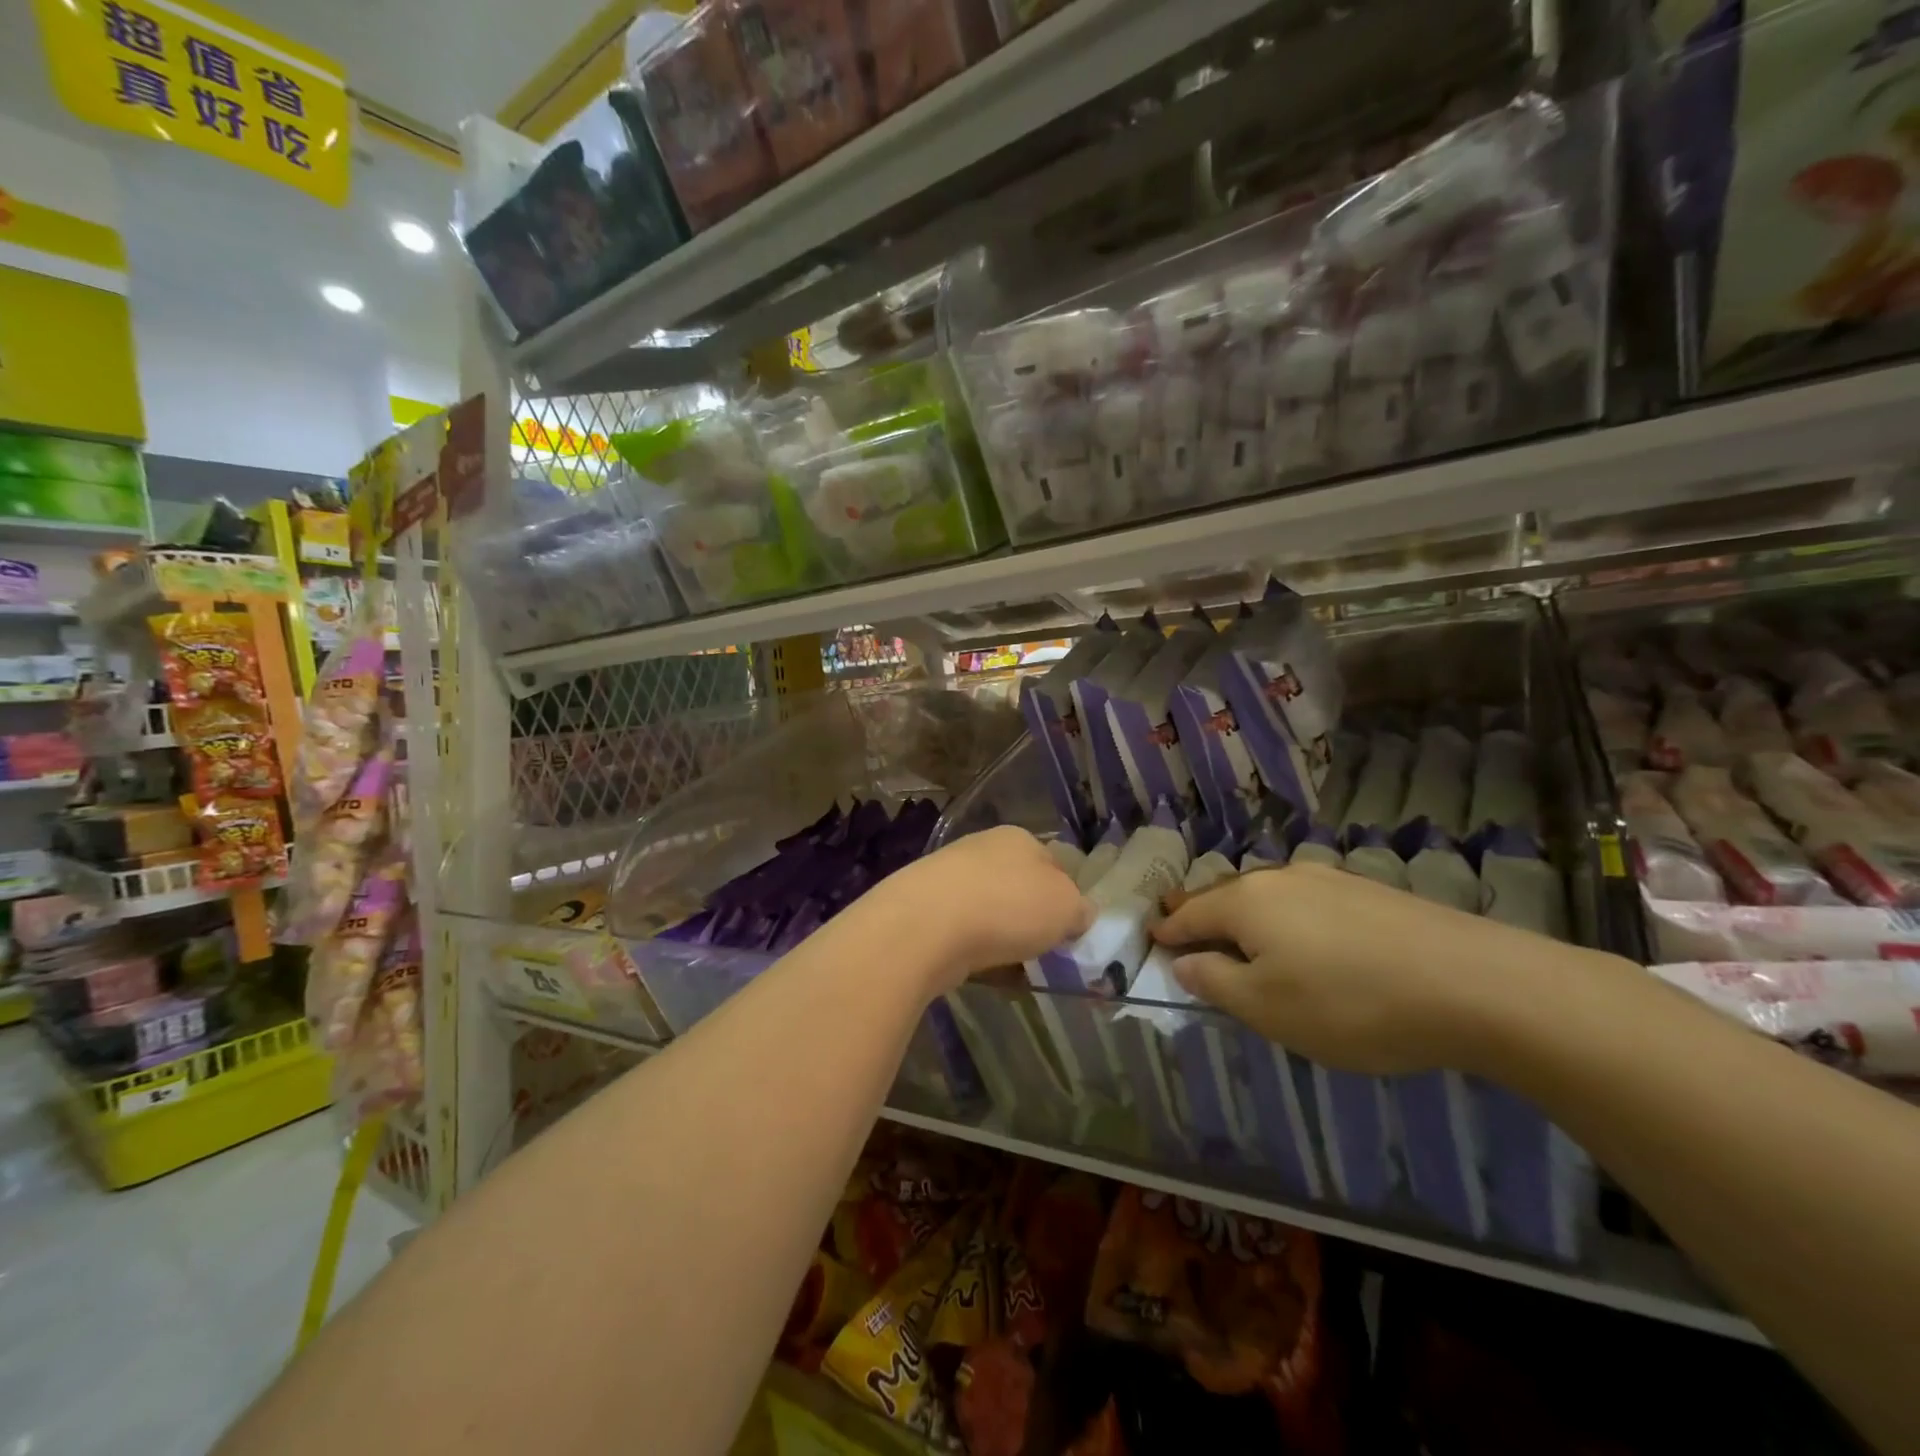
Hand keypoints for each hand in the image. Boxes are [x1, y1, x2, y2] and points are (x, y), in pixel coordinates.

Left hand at [864, 827, 1093, 996]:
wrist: (927, 925)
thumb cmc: (1008, 905)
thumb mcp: (1066, 907)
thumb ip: (1079, 909)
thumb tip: (1079, 914)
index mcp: (1020, 838)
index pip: (1054, 863)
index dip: (1066, 896)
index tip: (1070, 929)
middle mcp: (983, 848)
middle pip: (1019, 886)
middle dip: (1031, 917)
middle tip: (1044, 950)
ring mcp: (949, 876)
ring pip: (990, 909)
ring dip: (1002, 935)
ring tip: (1014, 967)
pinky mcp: (926, 907)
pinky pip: (964, 931)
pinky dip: (975, 949)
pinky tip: (982, 970)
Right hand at [1152, 863, 1596, 1074]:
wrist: (1475, 984)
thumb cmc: (1350, 1003)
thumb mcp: (1267, 1009)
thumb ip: (1216, 983)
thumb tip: (1185, 962)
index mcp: (1246, 902)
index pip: (1190, 914)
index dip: (1168, 929)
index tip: (1151, 936)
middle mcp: (1281, 879)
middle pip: (1226, 894)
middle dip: (1200, 910)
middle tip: (1180, 921)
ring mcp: (1330, 880)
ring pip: (1268, 894)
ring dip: (1245, 913)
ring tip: (1239, 931)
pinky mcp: (1370, 892)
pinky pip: (1306, 901)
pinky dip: (1286, 917)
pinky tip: (1304, 936)